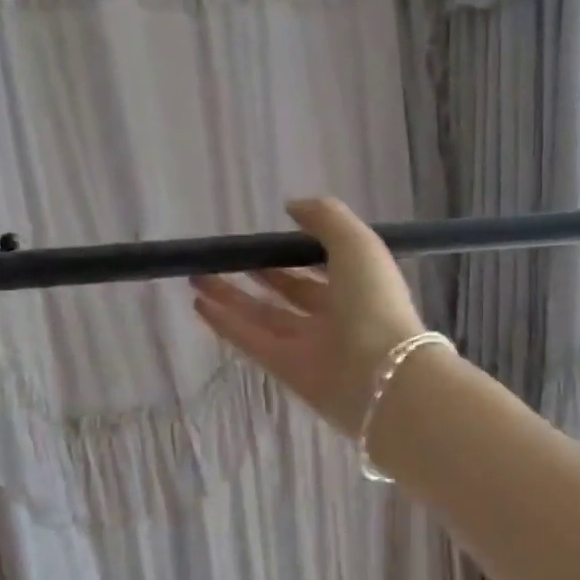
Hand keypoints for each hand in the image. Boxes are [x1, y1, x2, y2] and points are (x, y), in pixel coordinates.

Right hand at [193, 198, 426, 435]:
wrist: (382, 373)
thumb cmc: (374, 300)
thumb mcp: (358, 243)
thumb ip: (326, 218)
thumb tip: (292, 207)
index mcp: (358, 285)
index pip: (323, 266)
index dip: (295, 252)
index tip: (265, 237)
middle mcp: (335, 315)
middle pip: (291, 292)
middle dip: (260, 273)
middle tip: (224, 257)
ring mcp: (310, 345)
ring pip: (265, 316)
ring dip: (232, 297)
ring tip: (198, 276)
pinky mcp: (288, 370)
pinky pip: (252, 342)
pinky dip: (227, 324)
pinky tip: (200, 305)